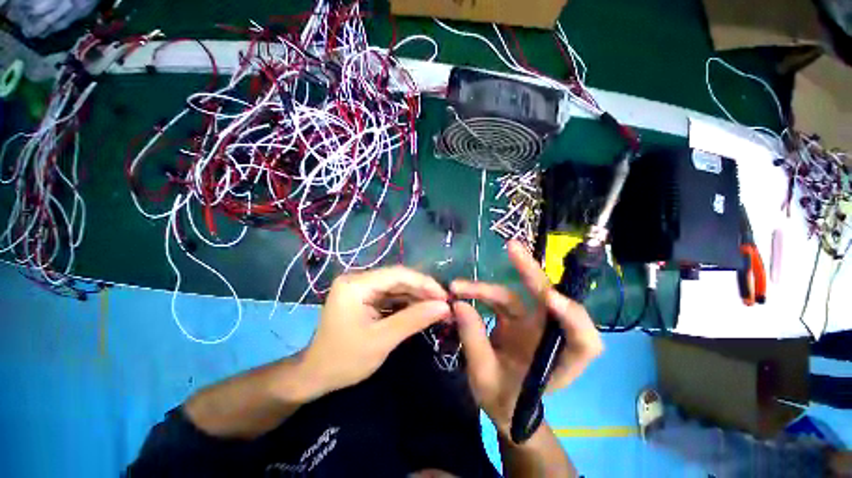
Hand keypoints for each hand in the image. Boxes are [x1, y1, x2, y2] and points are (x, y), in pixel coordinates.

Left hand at [300, 266, 451, 397]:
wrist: (316, 375)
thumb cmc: (345, 360)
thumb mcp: (382, 340)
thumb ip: (414, 320)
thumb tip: (444, 307)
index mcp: (356, 284)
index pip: (397, 274)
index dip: (424, 283)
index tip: (445, 296)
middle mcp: (358, 279)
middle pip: (398, 278)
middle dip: (422, 290)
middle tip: (445, 303)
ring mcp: (361, 287)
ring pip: (397, 286)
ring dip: (417, 297)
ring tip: (438, 307)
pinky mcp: (365, 297)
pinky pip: (391, 295)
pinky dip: (407, 303)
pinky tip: (422, 309)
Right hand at [451, 241, 602, 435]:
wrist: (503, 404)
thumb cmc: (503, 400)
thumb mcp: (485, 377)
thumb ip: (474, 340)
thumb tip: (459, 304)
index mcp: (559, 362)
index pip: (584, 340)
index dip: (573, 317)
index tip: (549, 300)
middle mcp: (550, 335)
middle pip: (550, 299)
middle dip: (531, 272)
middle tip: (512, 248)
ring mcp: (533, 322)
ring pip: (517, 294)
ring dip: (487, 287)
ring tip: (458, 286)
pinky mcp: (515, 316)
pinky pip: (501, 298)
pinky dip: (481, 293)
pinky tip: (462, 291)